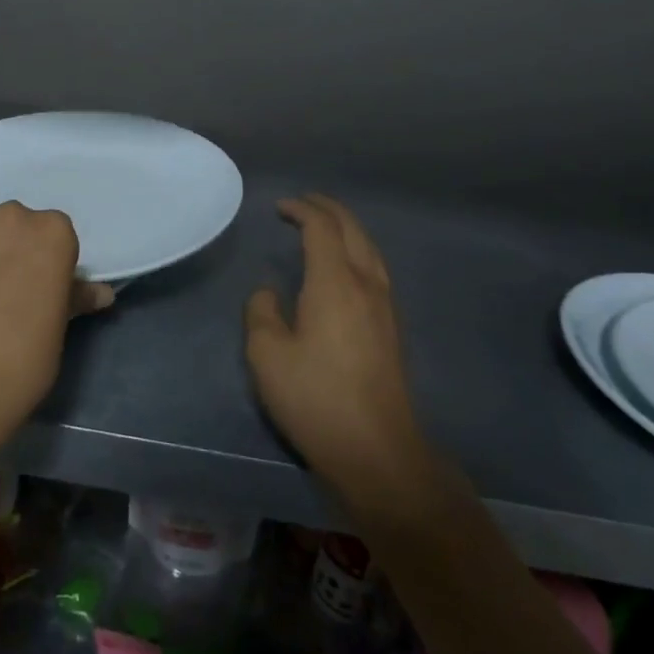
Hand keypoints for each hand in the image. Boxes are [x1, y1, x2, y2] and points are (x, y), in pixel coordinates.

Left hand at [0, 202, 113, 432]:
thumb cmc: (26, 356)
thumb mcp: (60, 324)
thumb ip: (77, 296)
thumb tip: (102, 293)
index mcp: (54, 231)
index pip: (54, 233)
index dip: (44, 259)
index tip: (37, 286)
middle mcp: (12, 215)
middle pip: (14, 224)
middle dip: (9, 248)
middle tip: (2, 289)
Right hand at [245, 195, 426, 496]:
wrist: (376, 450)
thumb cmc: (315, 398)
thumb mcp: (267, 355)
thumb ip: (261, 312)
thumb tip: (269, 292)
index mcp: (335, 282)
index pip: (322, 228)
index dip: (301, 210)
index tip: (280, 208)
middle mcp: (366, 284)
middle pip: (353, 229)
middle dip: (328, 209)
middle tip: (303, 203)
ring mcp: (385, 306)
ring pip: (370, 249)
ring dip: (347, 228)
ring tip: (325, 227)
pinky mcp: (392, 328)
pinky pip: (376, 269)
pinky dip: (357, 251)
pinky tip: (345, 267)